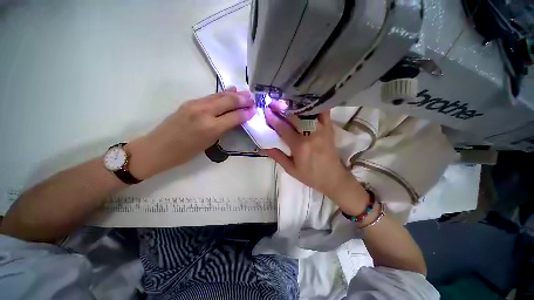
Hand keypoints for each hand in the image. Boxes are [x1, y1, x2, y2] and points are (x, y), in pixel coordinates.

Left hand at [128, 87, 254, 178]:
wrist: (158, 148)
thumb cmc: (186, 152)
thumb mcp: (209, 143)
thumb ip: (223, 129)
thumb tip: (234, 120)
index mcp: (211, 127)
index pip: (234, 116)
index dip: (246, 113)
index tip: (255, 110)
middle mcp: (204, 112)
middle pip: (228, 101)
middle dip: (243, 100)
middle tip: (253, 99)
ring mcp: (196, 104)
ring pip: (220, 95)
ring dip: (234, 94)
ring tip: (245, 92)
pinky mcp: (190, 102)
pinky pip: (211, 96)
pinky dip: (222, 94)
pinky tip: (229, 91)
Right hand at [262, 101, 368, 213]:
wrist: (333, 178)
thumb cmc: (310, 176)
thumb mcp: (291, 169)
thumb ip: (277, 156)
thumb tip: (262, 147)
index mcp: (300, 146)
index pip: (283, 128)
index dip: (273, 119)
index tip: (266, 111)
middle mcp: (311, 135)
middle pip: (294, 117)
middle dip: (281, 109)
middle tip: (273, 103)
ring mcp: (322, 130)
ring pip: (307, 113)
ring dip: (295, 106)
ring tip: (286, 101)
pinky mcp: (329, 129)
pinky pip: (324, 113)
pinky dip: (316, 106)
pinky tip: (308, 102)